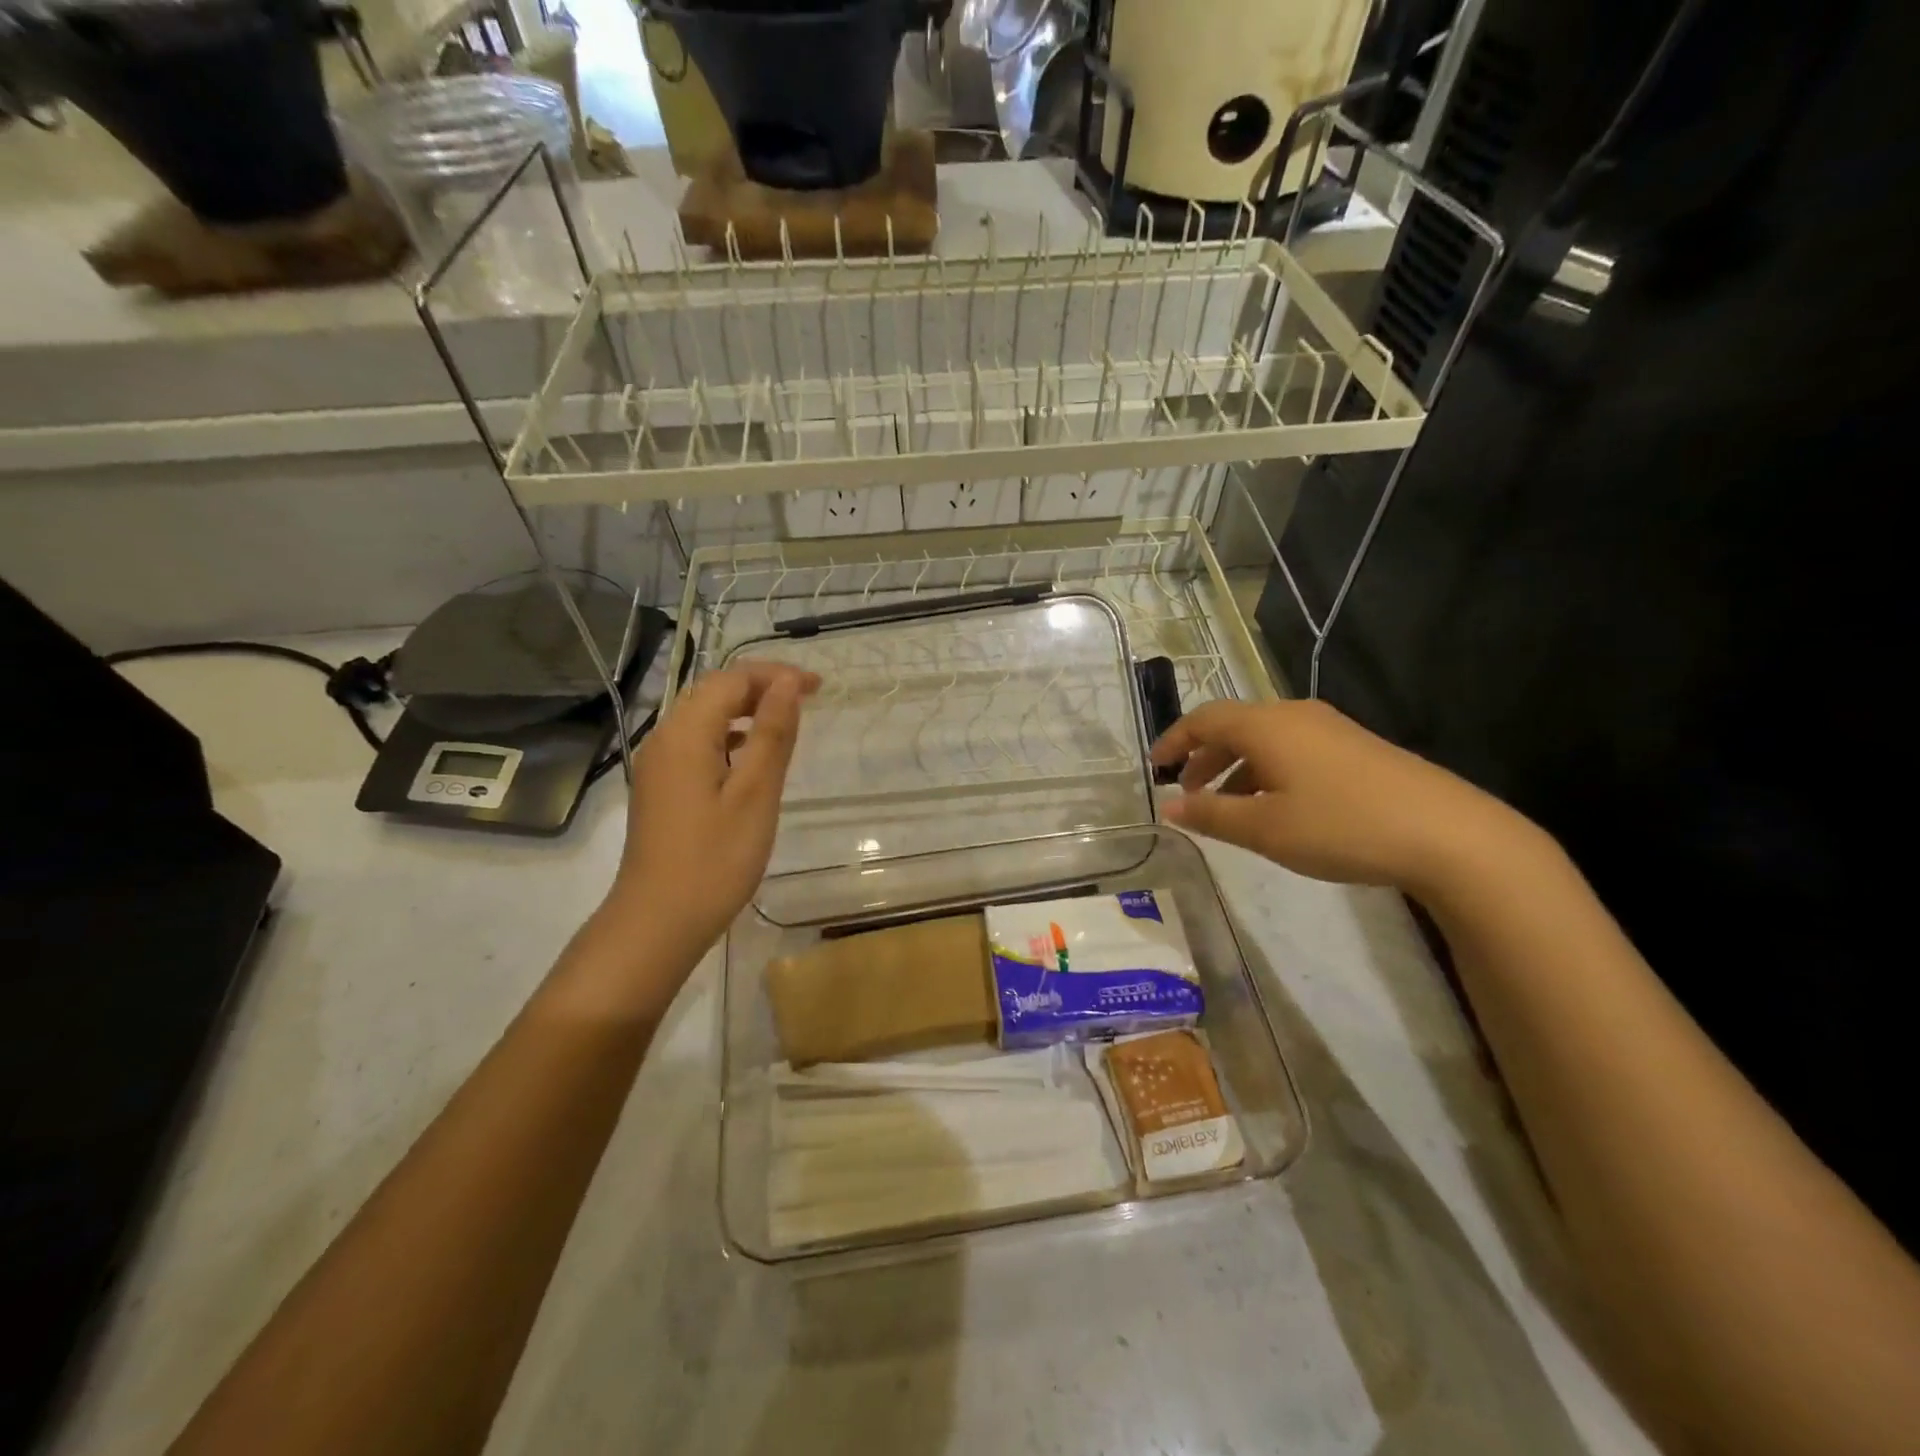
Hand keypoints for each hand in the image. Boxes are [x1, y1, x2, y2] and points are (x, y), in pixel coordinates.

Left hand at [603, 661, 820, 961]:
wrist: (657, 922)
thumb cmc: (714, 859)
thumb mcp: (755, 794)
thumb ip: (773, 734)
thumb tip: (788, 683)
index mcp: (685, 734)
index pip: (731, 680)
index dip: (775, 675)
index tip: (817, 687)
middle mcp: (664, 739)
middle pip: (713, 693)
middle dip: (761, 687)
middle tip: (807, 700)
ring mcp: (658, 766)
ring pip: (704, 718)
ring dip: (746, 711)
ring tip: (787, 724)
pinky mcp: (662, 789)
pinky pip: (697, 744)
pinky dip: (730, 738)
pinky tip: (753, 758)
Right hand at [1150, 698, 1530, 898]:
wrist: (1448, 834)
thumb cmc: (1341, 826)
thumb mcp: (1264, 828)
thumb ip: (1210, 814)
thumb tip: (1169, 806)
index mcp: (1266, 726)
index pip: (1203, 719)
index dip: (1173, 741)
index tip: (1155, 769)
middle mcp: (1295, 715)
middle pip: (1234, 725)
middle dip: (1204, 757)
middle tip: (1189, 793)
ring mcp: (1330, 729)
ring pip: (1265, 739)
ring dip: (1236, 767)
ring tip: (1227, 807)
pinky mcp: (1356, 748)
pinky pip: (1293, 749)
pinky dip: (1267, 771)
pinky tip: (1275, 808)